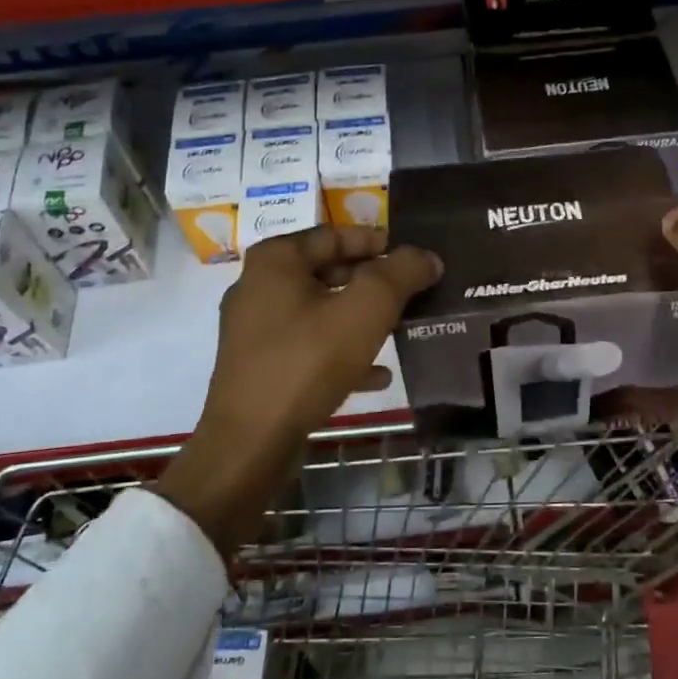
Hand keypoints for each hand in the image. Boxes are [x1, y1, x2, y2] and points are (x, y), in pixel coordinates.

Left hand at [159, 225, 440, 555]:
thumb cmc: (307, 362)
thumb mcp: (365, 310)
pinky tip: (378, 374)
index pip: (334, 235)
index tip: (413, 256)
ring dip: (360, 318)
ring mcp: (255, 329)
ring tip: (401, 328)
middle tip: (412, 292)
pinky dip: (342, 352)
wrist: (250, 443)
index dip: (377, 242)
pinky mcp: (259, 366)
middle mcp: (259, 286)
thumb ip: (400, 274)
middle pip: (327, 272)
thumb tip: (426, 256)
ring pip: (321, 311)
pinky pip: (309, 347)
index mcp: (276, 261)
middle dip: (373, 282)